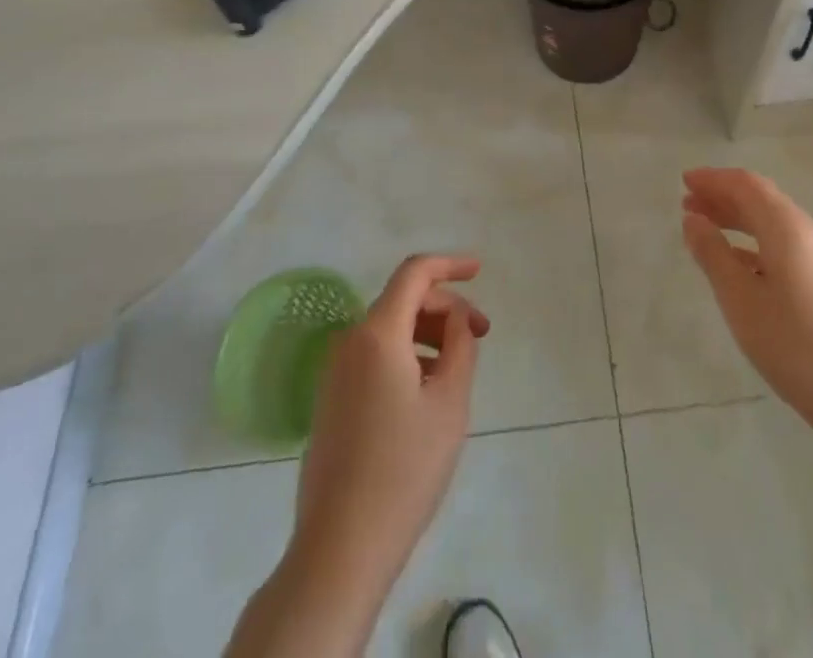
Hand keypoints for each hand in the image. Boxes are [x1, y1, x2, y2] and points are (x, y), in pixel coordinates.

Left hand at [291, 255, 489, 595]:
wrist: (340, 547)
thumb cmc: (404, 469)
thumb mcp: (449, 402)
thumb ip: (460, 345)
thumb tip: (456, 317)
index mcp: (377, 333)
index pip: (414, 273)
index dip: (450, 265)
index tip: (480, 271)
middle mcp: (350, 341)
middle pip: (403, 300)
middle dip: (445, 307)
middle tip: (480, 335)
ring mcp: (335, 371)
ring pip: (389, 328)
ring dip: (427, 332)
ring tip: (458, 366)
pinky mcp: (331, 398)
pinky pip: (374, 354)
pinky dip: (406, 354)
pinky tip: (427, 388)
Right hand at [681, 167, 812, 450]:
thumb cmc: (794, 345)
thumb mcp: (741, 299)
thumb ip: (713, 254)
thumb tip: (693, 220)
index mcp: (788, 227)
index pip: (746, 185)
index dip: (713, 179)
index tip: (684, 181)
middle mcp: (809, 232)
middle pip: (761, 199)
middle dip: (723, 197)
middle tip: (688, 205)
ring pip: (773, 223)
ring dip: (738, 219)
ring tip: (706, 230)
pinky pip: (785, 245)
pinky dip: (755, 243)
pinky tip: (738, 263)